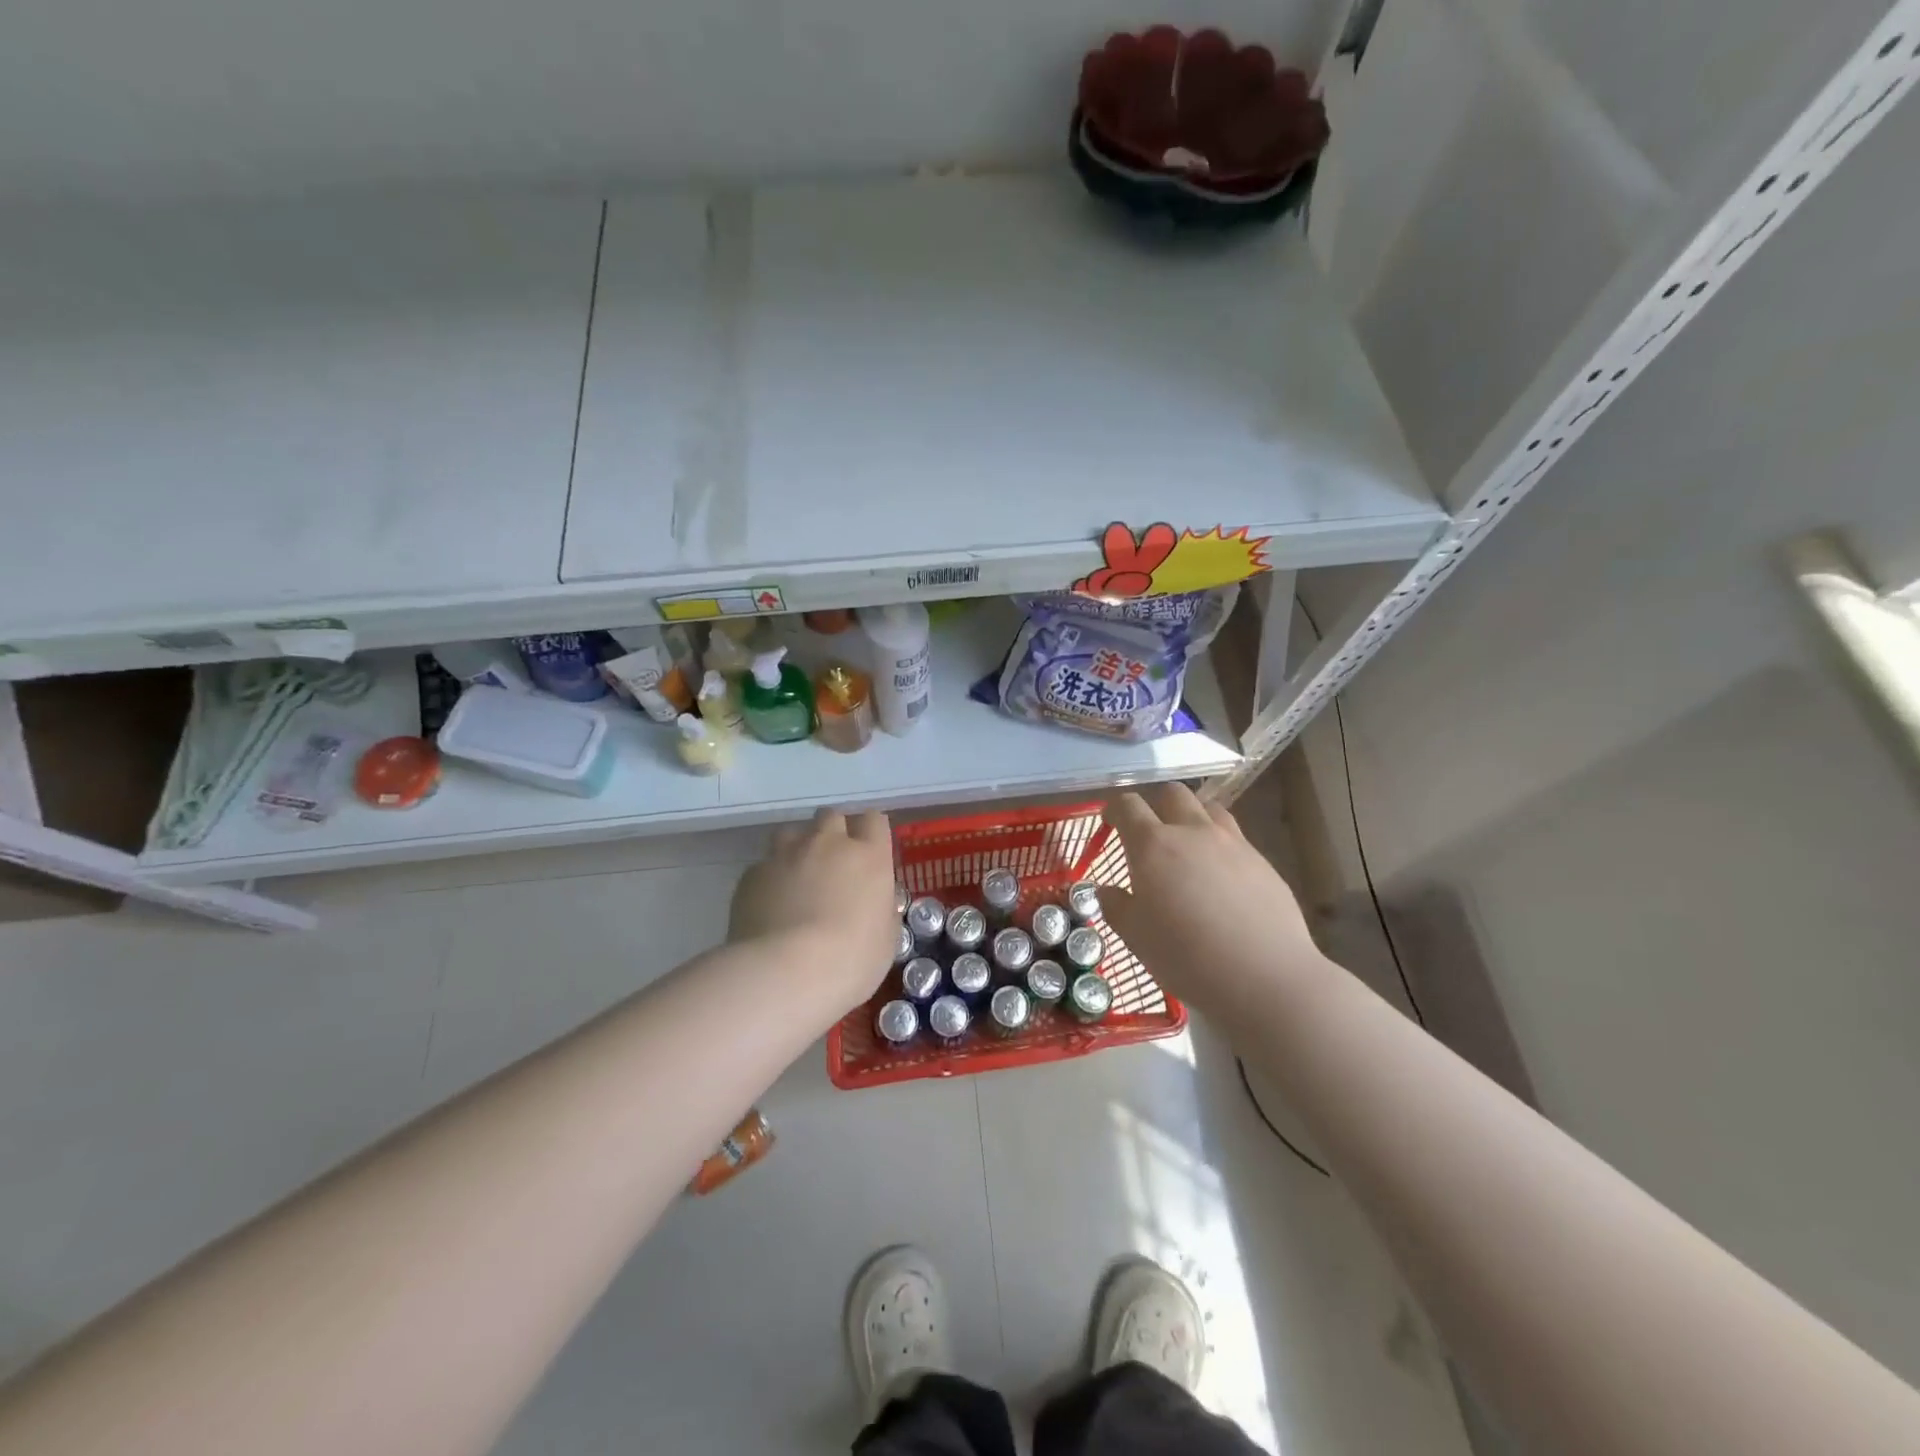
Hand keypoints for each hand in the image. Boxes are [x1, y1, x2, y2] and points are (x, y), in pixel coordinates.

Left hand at [729, 808, 898, 1007]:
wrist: (786, 973)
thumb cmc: (851, 959)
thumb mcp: (886, 939)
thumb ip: (882, 909)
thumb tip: (874, 901)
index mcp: (868, 856)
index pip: (873, 820)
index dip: (871, 832)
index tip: (870, 851)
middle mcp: (827, 843)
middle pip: (831, 816)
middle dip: (833, 833)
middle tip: (833, 864)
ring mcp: (786, 855)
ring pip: (791, 833)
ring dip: (797, 848)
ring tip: (797, 879)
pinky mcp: (752, 874)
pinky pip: (764, 866)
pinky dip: (770, 879)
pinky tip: (770, 906)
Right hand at [1101, 784, 1323, 1020]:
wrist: (1265, 977)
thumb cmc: (1186, 957)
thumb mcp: (1136, 937)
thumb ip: (1116, 906)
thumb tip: (1107, 890)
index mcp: (1154, 846)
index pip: (1128, 806)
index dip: (1116, 809)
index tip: (1110, 820)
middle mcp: (1193, 832)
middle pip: (1173, 793)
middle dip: (1156, 803)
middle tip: (1149, 830)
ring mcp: (1233, 844)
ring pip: (1209, 809)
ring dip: (1192, 817)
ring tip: (1188, 845)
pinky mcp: (1262, 862)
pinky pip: (1235, 838)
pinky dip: (1220, 845)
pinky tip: (1221, 878)